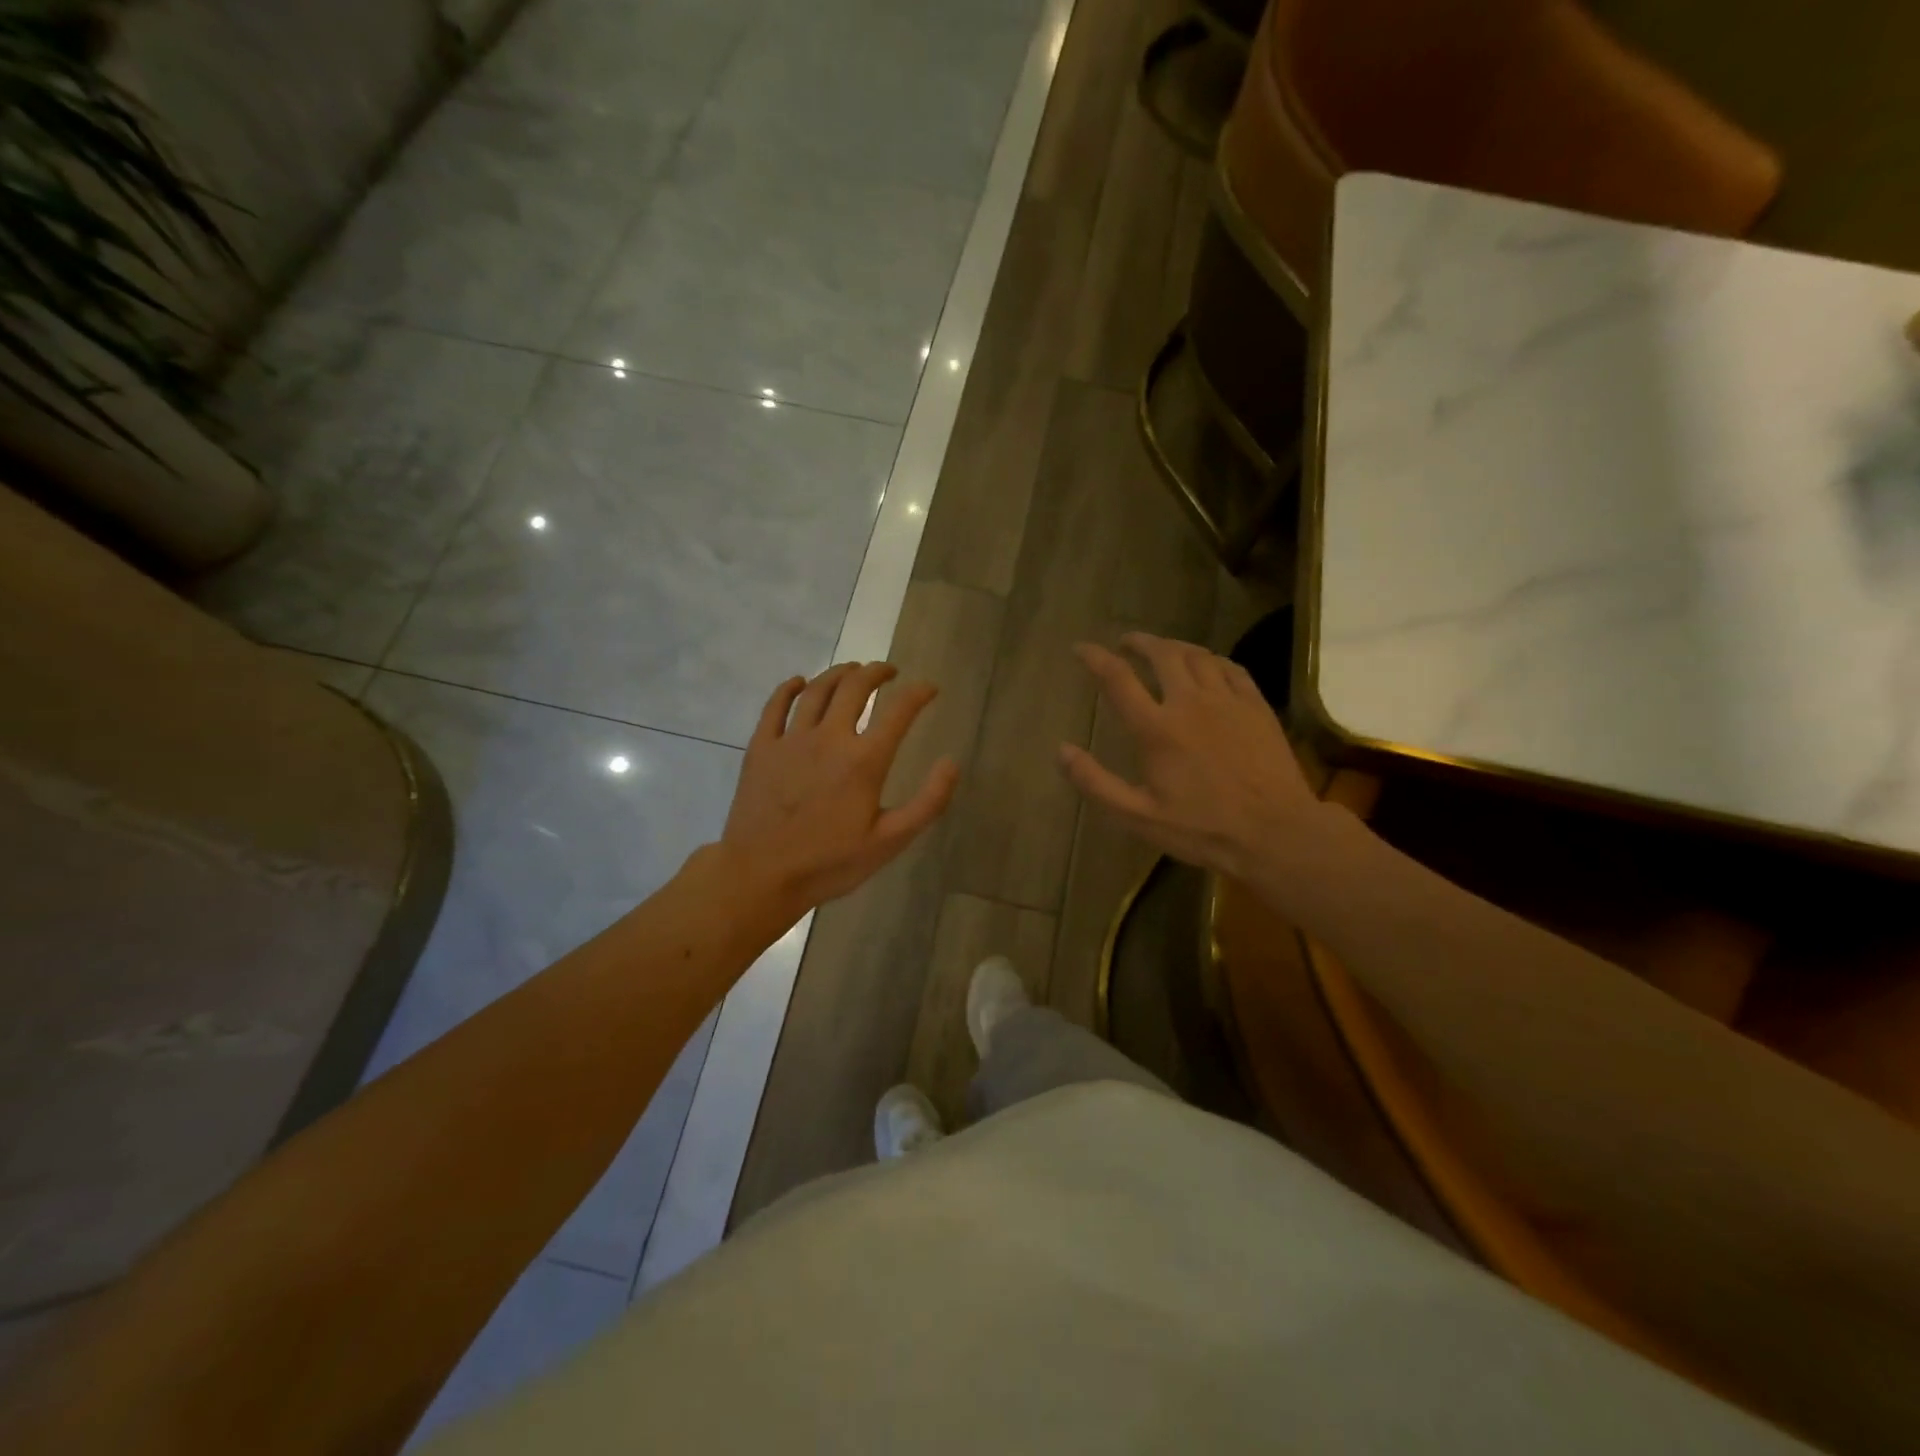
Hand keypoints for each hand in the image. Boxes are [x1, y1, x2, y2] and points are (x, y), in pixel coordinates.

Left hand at [721, 663, 958, 913]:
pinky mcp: (761, 747)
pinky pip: (775, 705)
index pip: (899, 711)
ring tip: (853, 669)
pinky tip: (799, 683)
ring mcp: (791, 739)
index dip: (919, 693)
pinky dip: (789, 688)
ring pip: (817, 689)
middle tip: (889, 672)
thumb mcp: (890, 841)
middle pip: (855, 687)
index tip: (930, 689)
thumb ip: (928, 802)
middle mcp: (829, 737)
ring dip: (839, 672)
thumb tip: (951, 763)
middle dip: (877, 671)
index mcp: (864, 760)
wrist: (761, 875)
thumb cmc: (830, 862)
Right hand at [1058, 633, 1328, 880]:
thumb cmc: (1202, 829)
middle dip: (1139, 642)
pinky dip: (1212, 660)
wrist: (1276, 833)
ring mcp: (1228, 701)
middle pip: (1162, 654)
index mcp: (1156, 728)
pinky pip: (1231, 668)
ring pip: (1197, 655)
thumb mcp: (1138, 817)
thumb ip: (1096, 783)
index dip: (1095, 658)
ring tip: (1163, 650)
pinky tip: (1208, 666)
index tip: (1081, 648)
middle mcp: (1190, 702)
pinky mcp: (1257, 706)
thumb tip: (1062, 750)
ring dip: (1174, 647)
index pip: (1118, 678)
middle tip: (1126, 643)